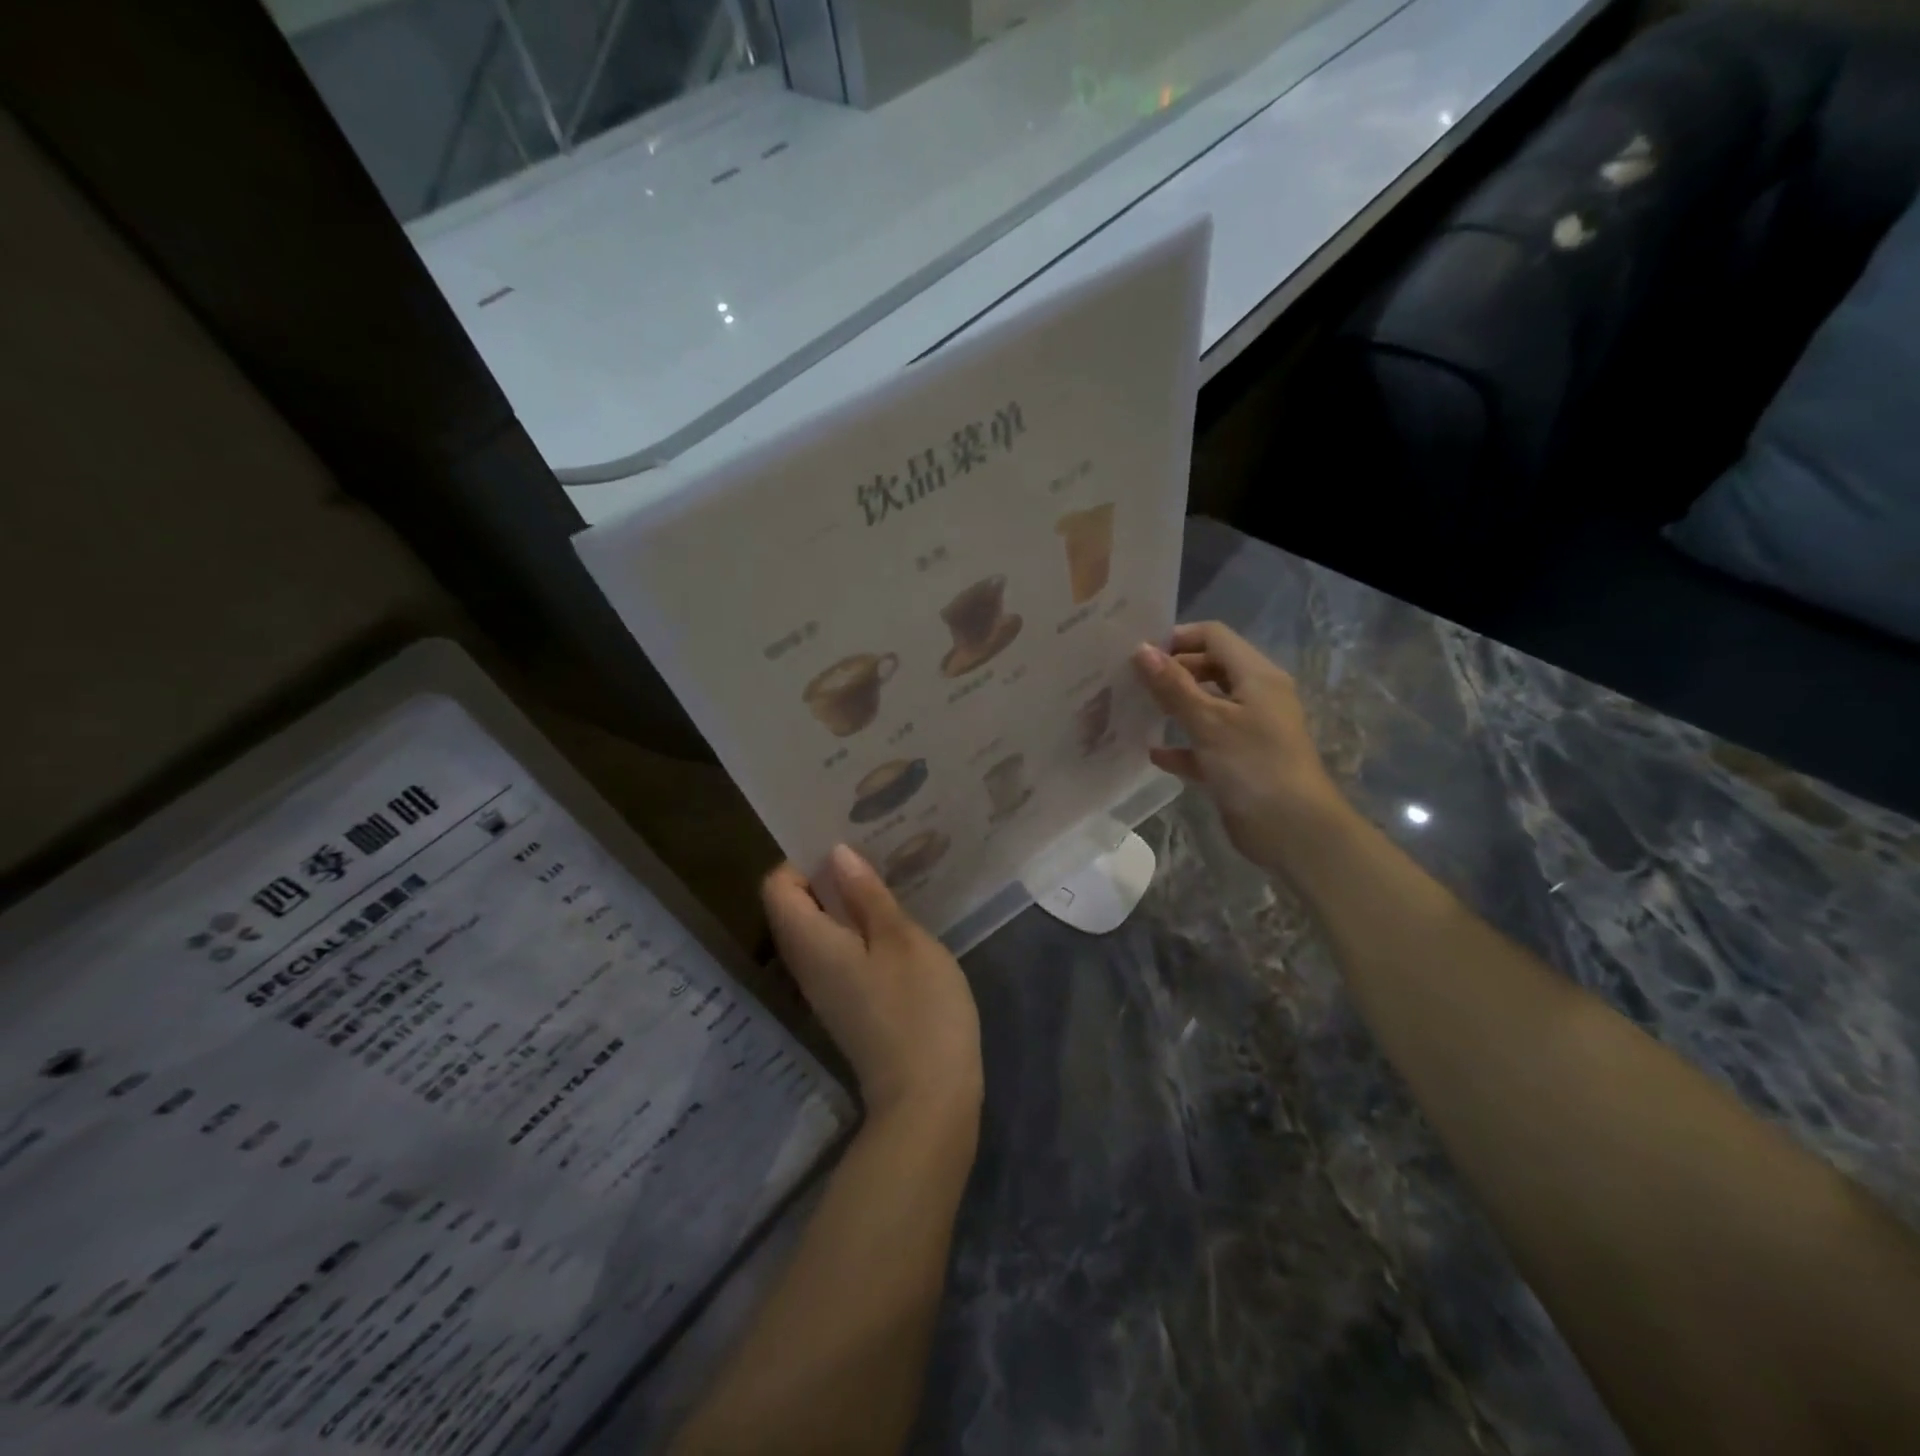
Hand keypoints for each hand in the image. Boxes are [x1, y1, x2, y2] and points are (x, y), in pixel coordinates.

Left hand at [763, 846, 982, 1125]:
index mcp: (811, 943)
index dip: (803, 861)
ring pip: (819, 930)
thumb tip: (836, 855)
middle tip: (874, 855)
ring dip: (846, 902)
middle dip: (828, 876)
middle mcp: (806, 965)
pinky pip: (838, 952)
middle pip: (795, 907)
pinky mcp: (847, 1003)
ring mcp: (826, 988)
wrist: (929, 1099)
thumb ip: (867, 896)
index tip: (846, 847)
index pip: (777, 887)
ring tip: (888, 882)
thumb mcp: (900, 940)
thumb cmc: (918, 1009)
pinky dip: (858, 930)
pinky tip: (896, 925)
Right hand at [1134, 622, 1353, 876]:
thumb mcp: (1209, 722)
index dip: (1178, 639)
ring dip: (1175, 707)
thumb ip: (1173, 686)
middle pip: (1209, 669)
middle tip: (1130, 682)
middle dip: (1172, 672)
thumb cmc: (1253, 765)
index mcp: (1256, 676)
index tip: (1139, 654)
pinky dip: (1182, 746)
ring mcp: (1248, 731)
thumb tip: (1140, 649)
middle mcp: (1255, 696)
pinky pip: (1205, 745)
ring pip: (1206, 707)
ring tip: (1134, 710)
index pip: (1214, 637)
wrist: (1294, 831)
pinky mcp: (1239, 763)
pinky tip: (1153, 753)